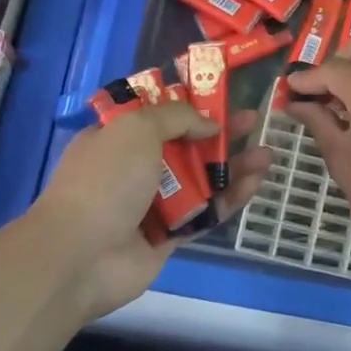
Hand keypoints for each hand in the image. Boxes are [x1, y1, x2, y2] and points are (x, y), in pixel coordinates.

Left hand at [32, 104, 270, 320]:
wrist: (82, 254)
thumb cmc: (107, 180)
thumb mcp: (136, 129)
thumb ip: (176, 118)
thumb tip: (208, 124)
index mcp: (118, 137)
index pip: (157, 115)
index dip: (189, 105)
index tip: (220, 97)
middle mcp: (135, 168)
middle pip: (186, 146)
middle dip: (221, 134)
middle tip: (255, 122)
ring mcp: (153, 204)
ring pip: (202, 180)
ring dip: (233, 166)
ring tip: (268, 154)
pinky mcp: (171, 236)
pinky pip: (207, 212)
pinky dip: (230, 198)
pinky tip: (257, 183)